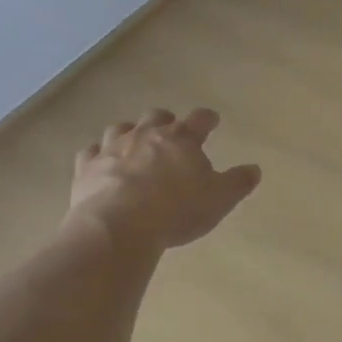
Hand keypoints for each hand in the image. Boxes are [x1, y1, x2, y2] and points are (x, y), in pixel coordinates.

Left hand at [66, 108, 260, 252]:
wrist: (120, 224)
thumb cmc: (176, 210)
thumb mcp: (218, 200)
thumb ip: (237, 183)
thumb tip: (254, 169)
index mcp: (181, 139)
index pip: (199, 120)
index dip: (207, 119)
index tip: (212, 120)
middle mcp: (146, 135)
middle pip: (157, 117)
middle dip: (165, 121)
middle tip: (170, 128)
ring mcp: (113, 148)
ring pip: (121, 129)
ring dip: (129, 132)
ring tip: (133, 142)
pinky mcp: (87, 167)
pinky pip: (90, 152)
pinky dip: (97, 154)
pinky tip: (98, 161)